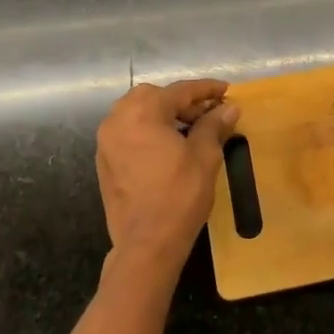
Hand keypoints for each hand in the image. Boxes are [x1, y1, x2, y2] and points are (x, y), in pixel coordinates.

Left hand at [96, 79, 240, 276]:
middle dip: (181, 100)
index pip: (179, 91)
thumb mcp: (204, 156)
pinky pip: (128, 131)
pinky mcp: (104, 161)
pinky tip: (169, 145)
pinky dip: (148, 129)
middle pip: (153, 96)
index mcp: (142, 113)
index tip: (226, 90)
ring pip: (137, 112)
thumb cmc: (179, 196)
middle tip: (207, 113)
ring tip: (190, 128)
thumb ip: (214, 125)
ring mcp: (106, 141)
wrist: (147, 244)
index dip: (206, 89)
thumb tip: (229, 107)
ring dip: (163, 113)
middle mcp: (117, 120)